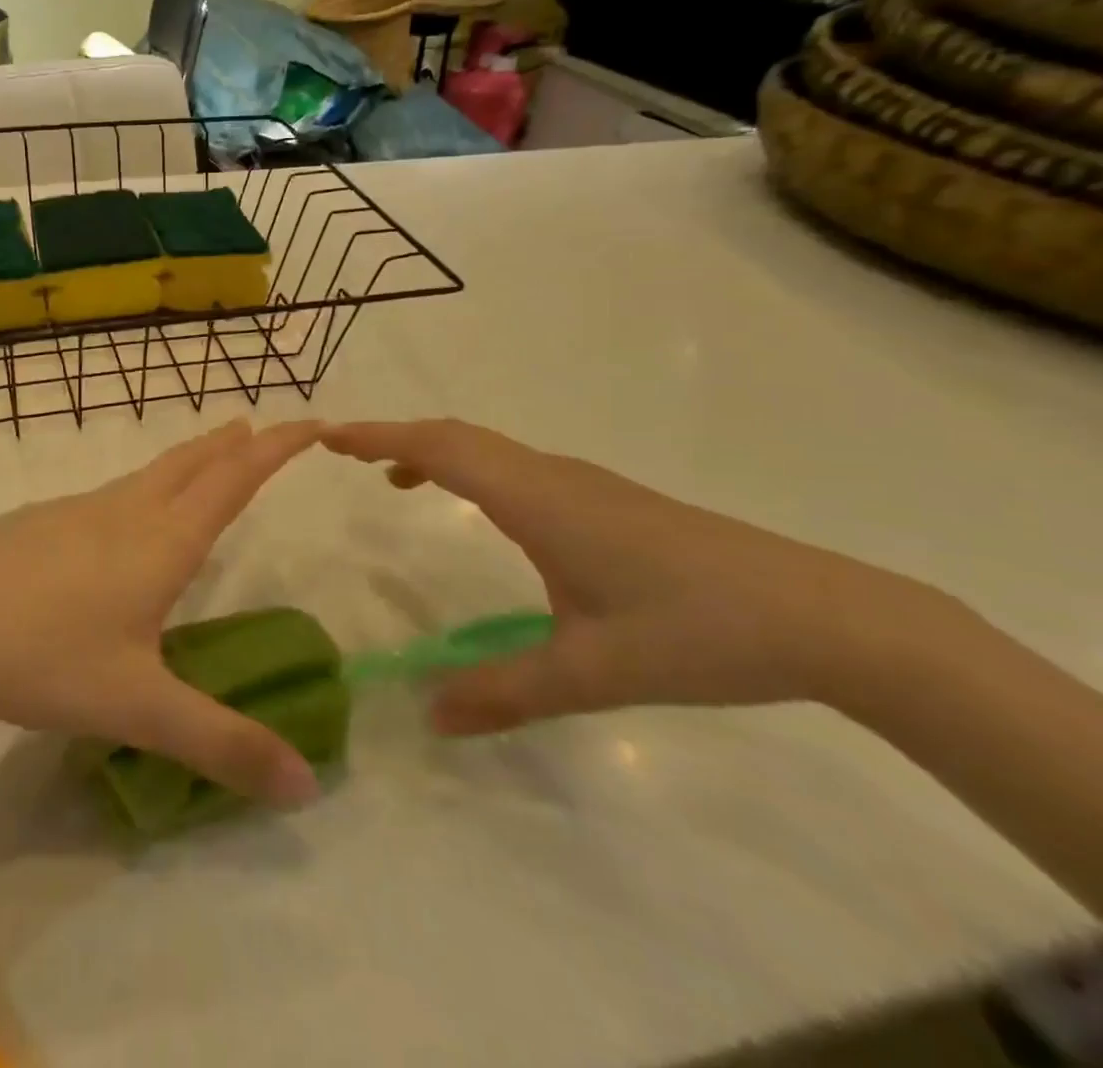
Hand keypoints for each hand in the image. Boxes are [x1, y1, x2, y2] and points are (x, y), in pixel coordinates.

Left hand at [0, 420, 323, 806]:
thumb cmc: (41, 656)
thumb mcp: (138, 709)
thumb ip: (222, 745)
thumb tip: (309, 789)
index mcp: (160, 541)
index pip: (234, 481)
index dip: (277, 449)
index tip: (311, 423)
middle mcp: (123, 513)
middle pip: (190, 464)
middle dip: (232, 445)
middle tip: (259, 426)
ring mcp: (74, 512)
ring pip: (146, 475)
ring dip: (186, 461)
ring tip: (204, 460)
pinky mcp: (36, 524)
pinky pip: (108, 495)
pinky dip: (140, 487)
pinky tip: (120, 518)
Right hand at [324, 420, 937, 734]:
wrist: (825, 616)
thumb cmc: (698, 631)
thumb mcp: (593, 672)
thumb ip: (505, 692)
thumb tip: (428, 716)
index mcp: (537, 499)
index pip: (439, 448)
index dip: (378, 436)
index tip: (327, 436)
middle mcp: (551, 476)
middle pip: (456, 436)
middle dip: (392, 436)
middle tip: (341, 450)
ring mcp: (582, 484)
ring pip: (486, 447)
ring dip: (431, 451)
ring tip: (389, 478)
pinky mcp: (605, 500)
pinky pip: (513, 467)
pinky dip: (469, 468)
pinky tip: (475, 509)